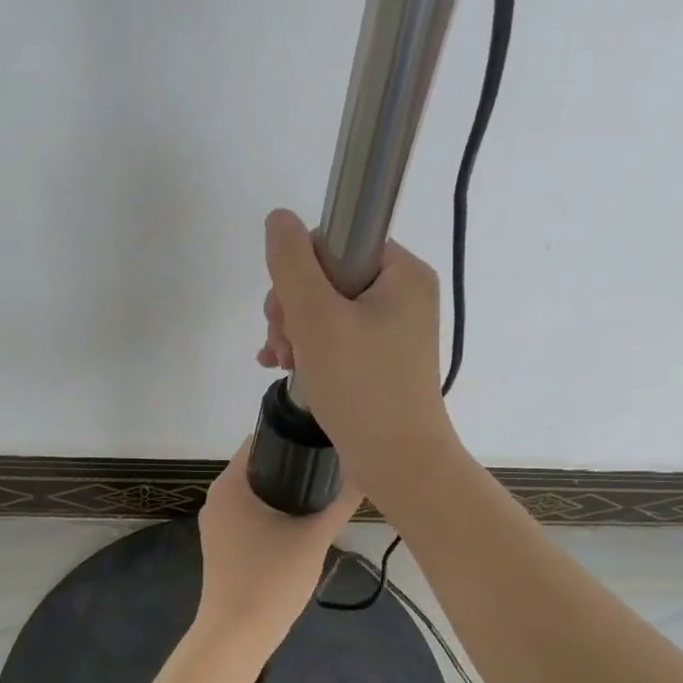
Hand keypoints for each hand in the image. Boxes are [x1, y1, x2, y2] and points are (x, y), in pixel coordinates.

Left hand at [194, 439, 360, 658]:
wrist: (235, 636)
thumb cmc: (271, 579)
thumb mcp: (314, 537)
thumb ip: (340, 503)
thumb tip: (364, 474)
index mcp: (231, 484)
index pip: (260, 441)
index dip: (292, 438)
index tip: (322, 442)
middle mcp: (217, 497)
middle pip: (258, 466)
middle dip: (292, 465)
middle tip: (330, 468)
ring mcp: (216, 523)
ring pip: (254, 493)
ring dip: (283, 491)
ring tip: (321, 493)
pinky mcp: (220, 544)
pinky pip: (248, 514)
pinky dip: (271, 512)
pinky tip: (300, 523)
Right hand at [256, 208, 457, 499]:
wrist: (398, 463)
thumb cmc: (361, 385)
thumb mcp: (316, 317)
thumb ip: (291, 262)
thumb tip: (279, 218)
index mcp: (402, 272)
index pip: (335, 242)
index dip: (299, 271)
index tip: (286, 311)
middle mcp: (403, 294)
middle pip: (326, 276)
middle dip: (293, 308)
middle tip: (284, 345)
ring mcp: (394, 329)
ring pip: (325, 308)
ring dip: (295, 331)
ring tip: (283, 362)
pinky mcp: (382, 359)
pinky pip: (336, 336)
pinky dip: (309, 348)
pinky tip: (285, 367)